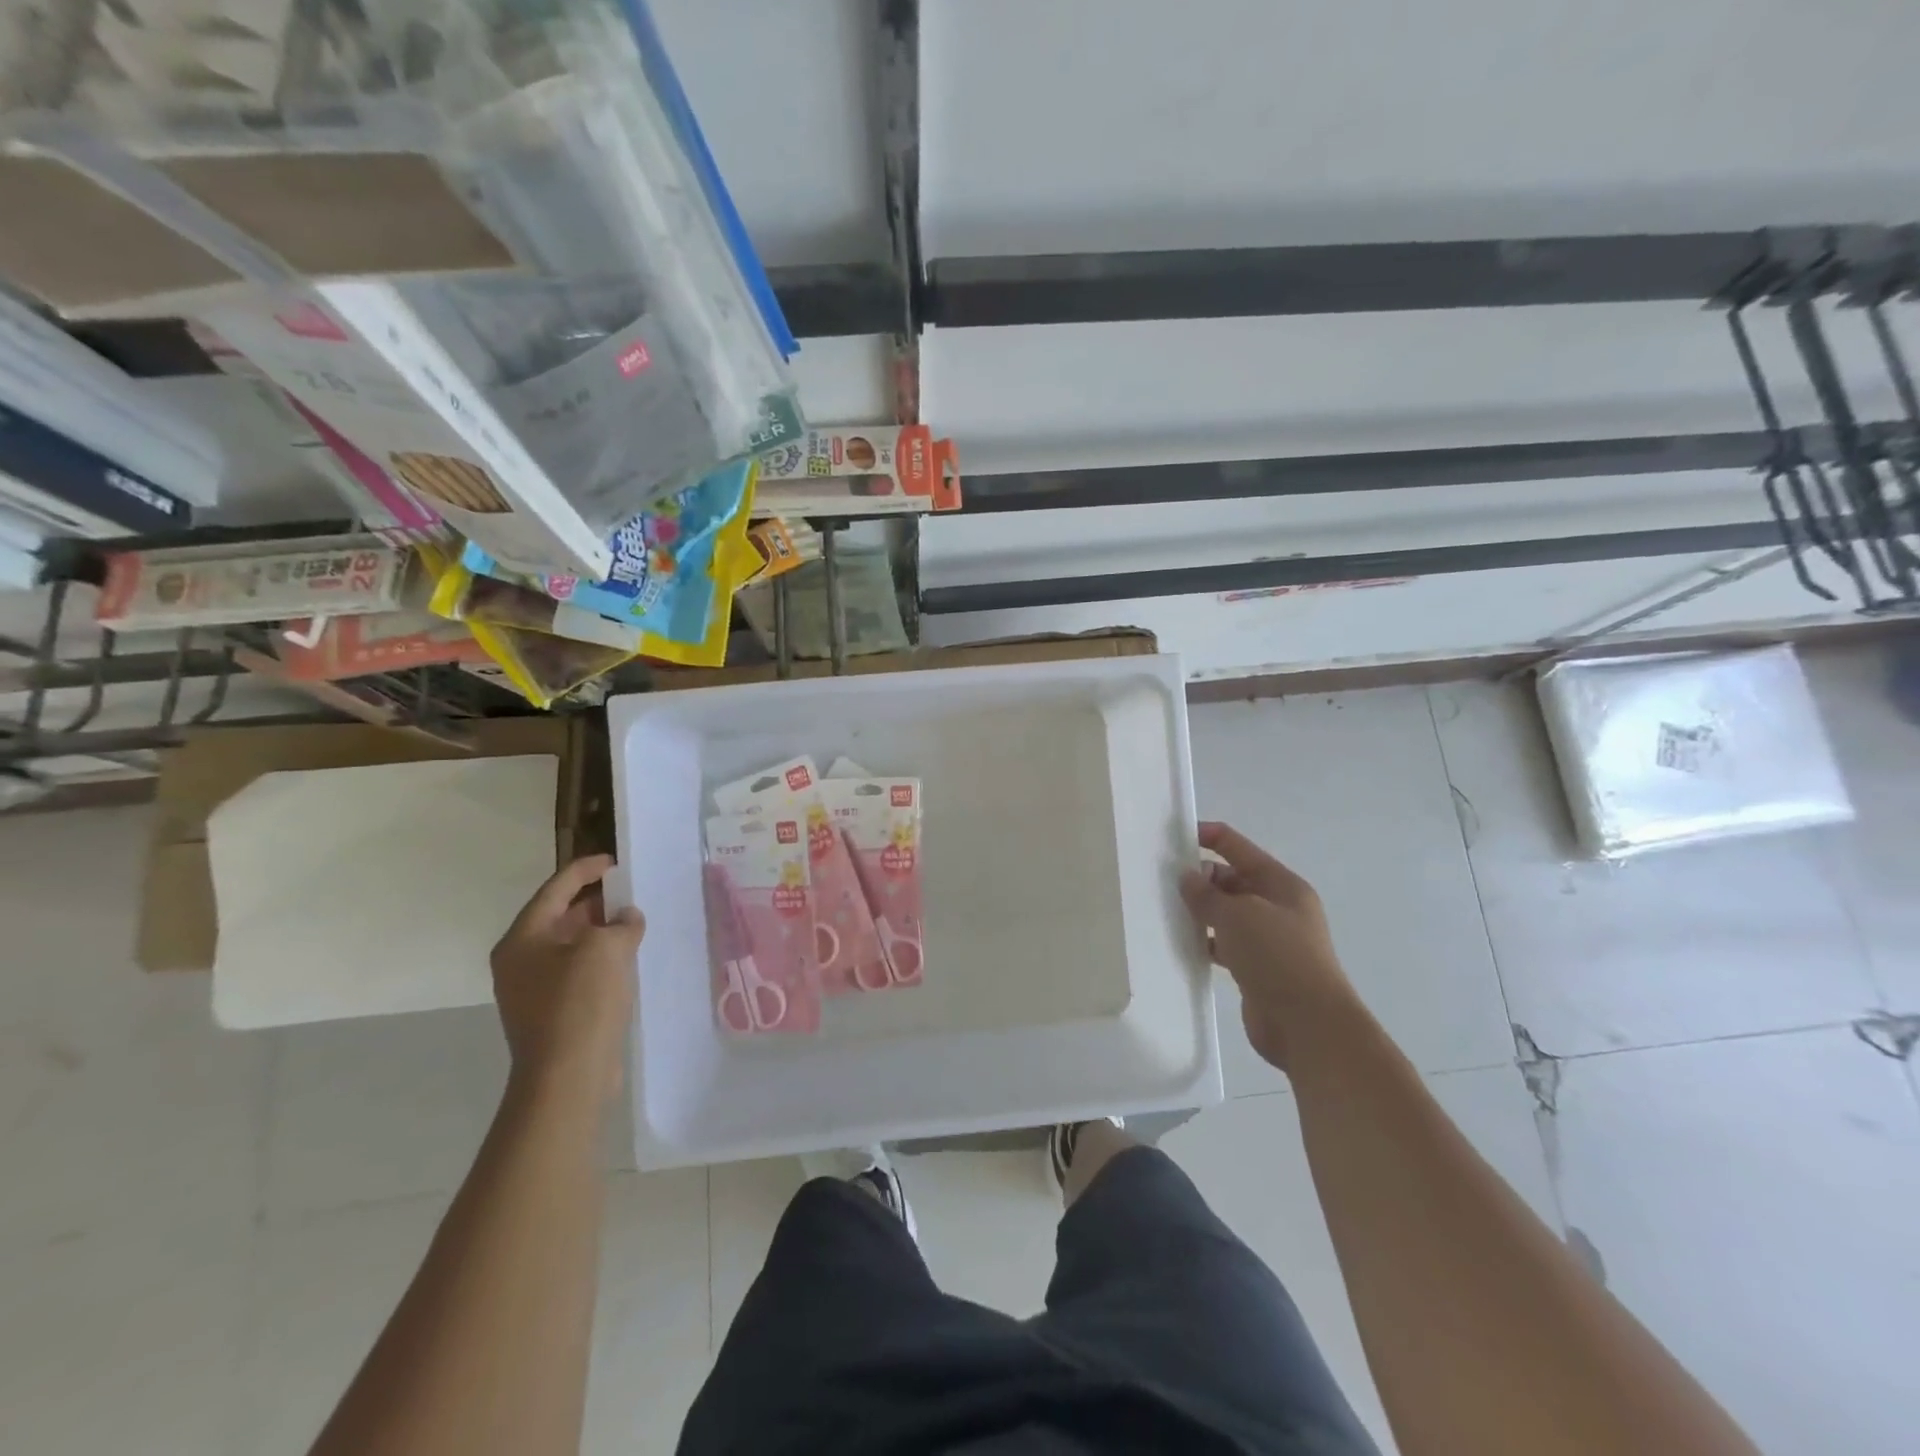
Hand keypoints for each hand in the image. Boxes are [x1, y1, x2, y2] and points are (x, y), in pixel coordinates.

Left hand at [491, 855, 644, 1103]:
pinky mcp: (551, 1014)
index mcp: (522, 939)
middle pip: (559, 917)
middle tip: (629, 892)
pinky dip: (600, 960)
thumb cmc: (580, 1002)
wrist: (567, 1077)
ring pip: (570, 947)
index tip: (615, 863)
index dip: (585, 870)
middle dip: (594, 903)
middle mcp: (519, 962)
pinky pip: (576, 973)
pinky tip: (627, 961)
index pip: (555, 889)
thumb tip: (626, 919)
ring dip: (600, 933)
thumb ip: (620, 923)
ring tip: (634, 924)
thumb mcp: (606, 948)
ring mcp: (532, 991)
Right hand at [1179, 822, 1357, 1069]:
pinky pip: (1224, 944)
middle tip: (1160, 882)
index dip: (1207, 836)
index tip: (1171, 837)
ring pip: (1226, 914)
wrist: (1308, 1026)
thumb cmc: (1277, 957)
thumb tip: (1187, 877)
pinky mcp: (1256, 968)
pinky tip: (1181, 943)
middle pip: (1231, 879)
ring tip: (1163, 910)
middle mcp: (1277, 906)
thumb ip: (1207, 894)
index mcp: (1281, 884)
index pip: (1238, 847)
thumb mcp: (1237, 915)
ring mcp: (1268, 939)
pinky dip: (1205, 941)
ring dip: (1200, 912)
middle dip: (1199, 878)